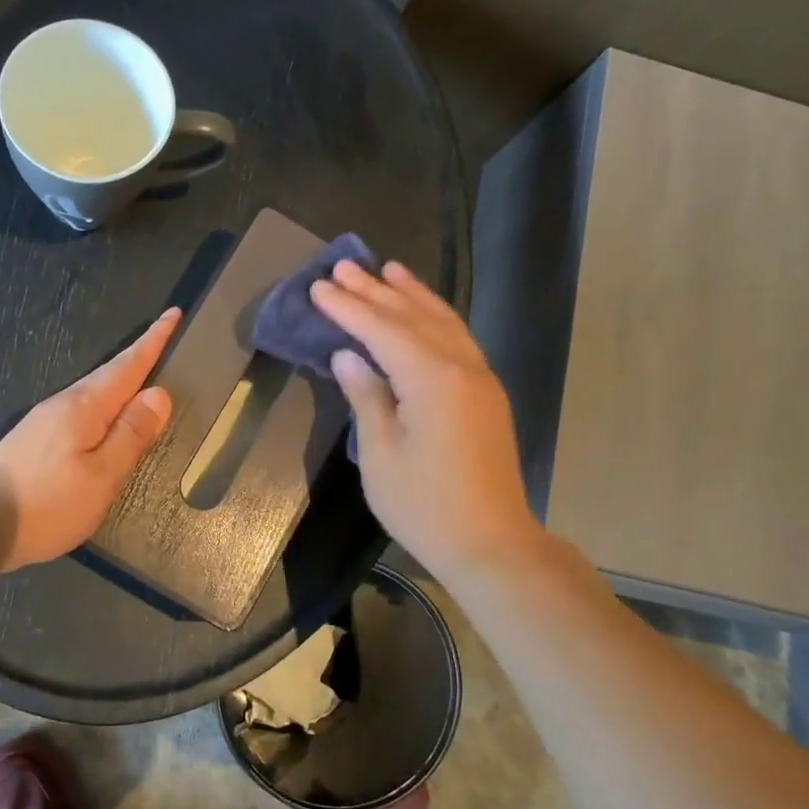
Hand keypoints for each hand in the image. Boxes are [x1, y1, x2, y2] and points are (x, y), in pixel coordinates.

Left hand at [0, 309, 179, 571]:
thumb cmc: (49, 502)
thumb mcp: (102, 474)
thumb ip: (132, 434)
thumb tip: (159, 394)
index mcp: (85, 406)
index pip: (128, 365)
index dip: (153, 341)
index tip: (173, 313)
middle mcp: (64, 403)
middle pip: (110, 374)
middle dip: (140, 355)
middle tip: (167, 338)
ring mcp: (46, 420)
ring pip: (95, 392)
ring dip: (122, 379)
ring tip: (146, 375)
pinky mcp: (36, 438)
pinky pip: (82, 409)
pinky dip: (105, 403)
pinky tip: (109, 416)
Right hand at [311, 261, 544, 581]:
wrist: (490, 543)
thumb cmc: (424, 505)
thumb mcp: (380, 453)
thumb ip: (365, 396)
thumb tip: (348, 355)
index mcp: (432, 380)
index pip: (382, 330)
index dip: (348, 307)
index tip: (318, 287)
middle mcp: (462, 367)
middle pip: (413, 317)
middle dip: (376, 291)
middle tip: (343, 266)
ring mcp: (480, 379)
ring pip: (443, 322)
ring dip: (413, 295)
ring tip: (389, 270)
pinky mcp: (486, 395)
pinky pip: (459, 339)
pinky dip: (437, 317)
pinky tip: (425, 312)